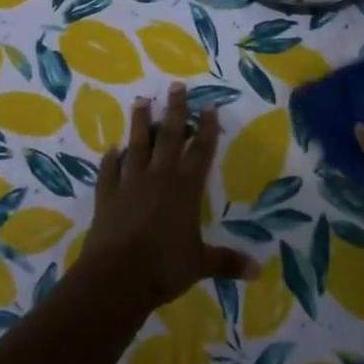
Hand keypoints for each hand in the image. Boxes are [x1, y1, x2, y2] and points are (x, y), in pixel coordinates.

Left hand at [78, 84, 258, 310]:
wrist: (116, 277)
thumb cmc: (164, 267)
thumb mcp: (200, 264)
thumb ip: (226, 261)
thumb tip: (257, 271)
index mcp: (185, 189)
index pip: (200, 151)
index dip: (207, 128)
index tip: (209, 105)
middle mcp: (159, 177)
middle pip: (169, 136)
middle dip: (174, 110)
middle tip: (176, 86)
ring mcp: (129, 183)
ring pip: (136, 145)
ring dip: (140, 123)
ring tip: (141, 100)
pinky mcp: (106, 196)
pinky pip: (109, 171)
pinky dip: (111, 159)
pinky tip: (112, 150)